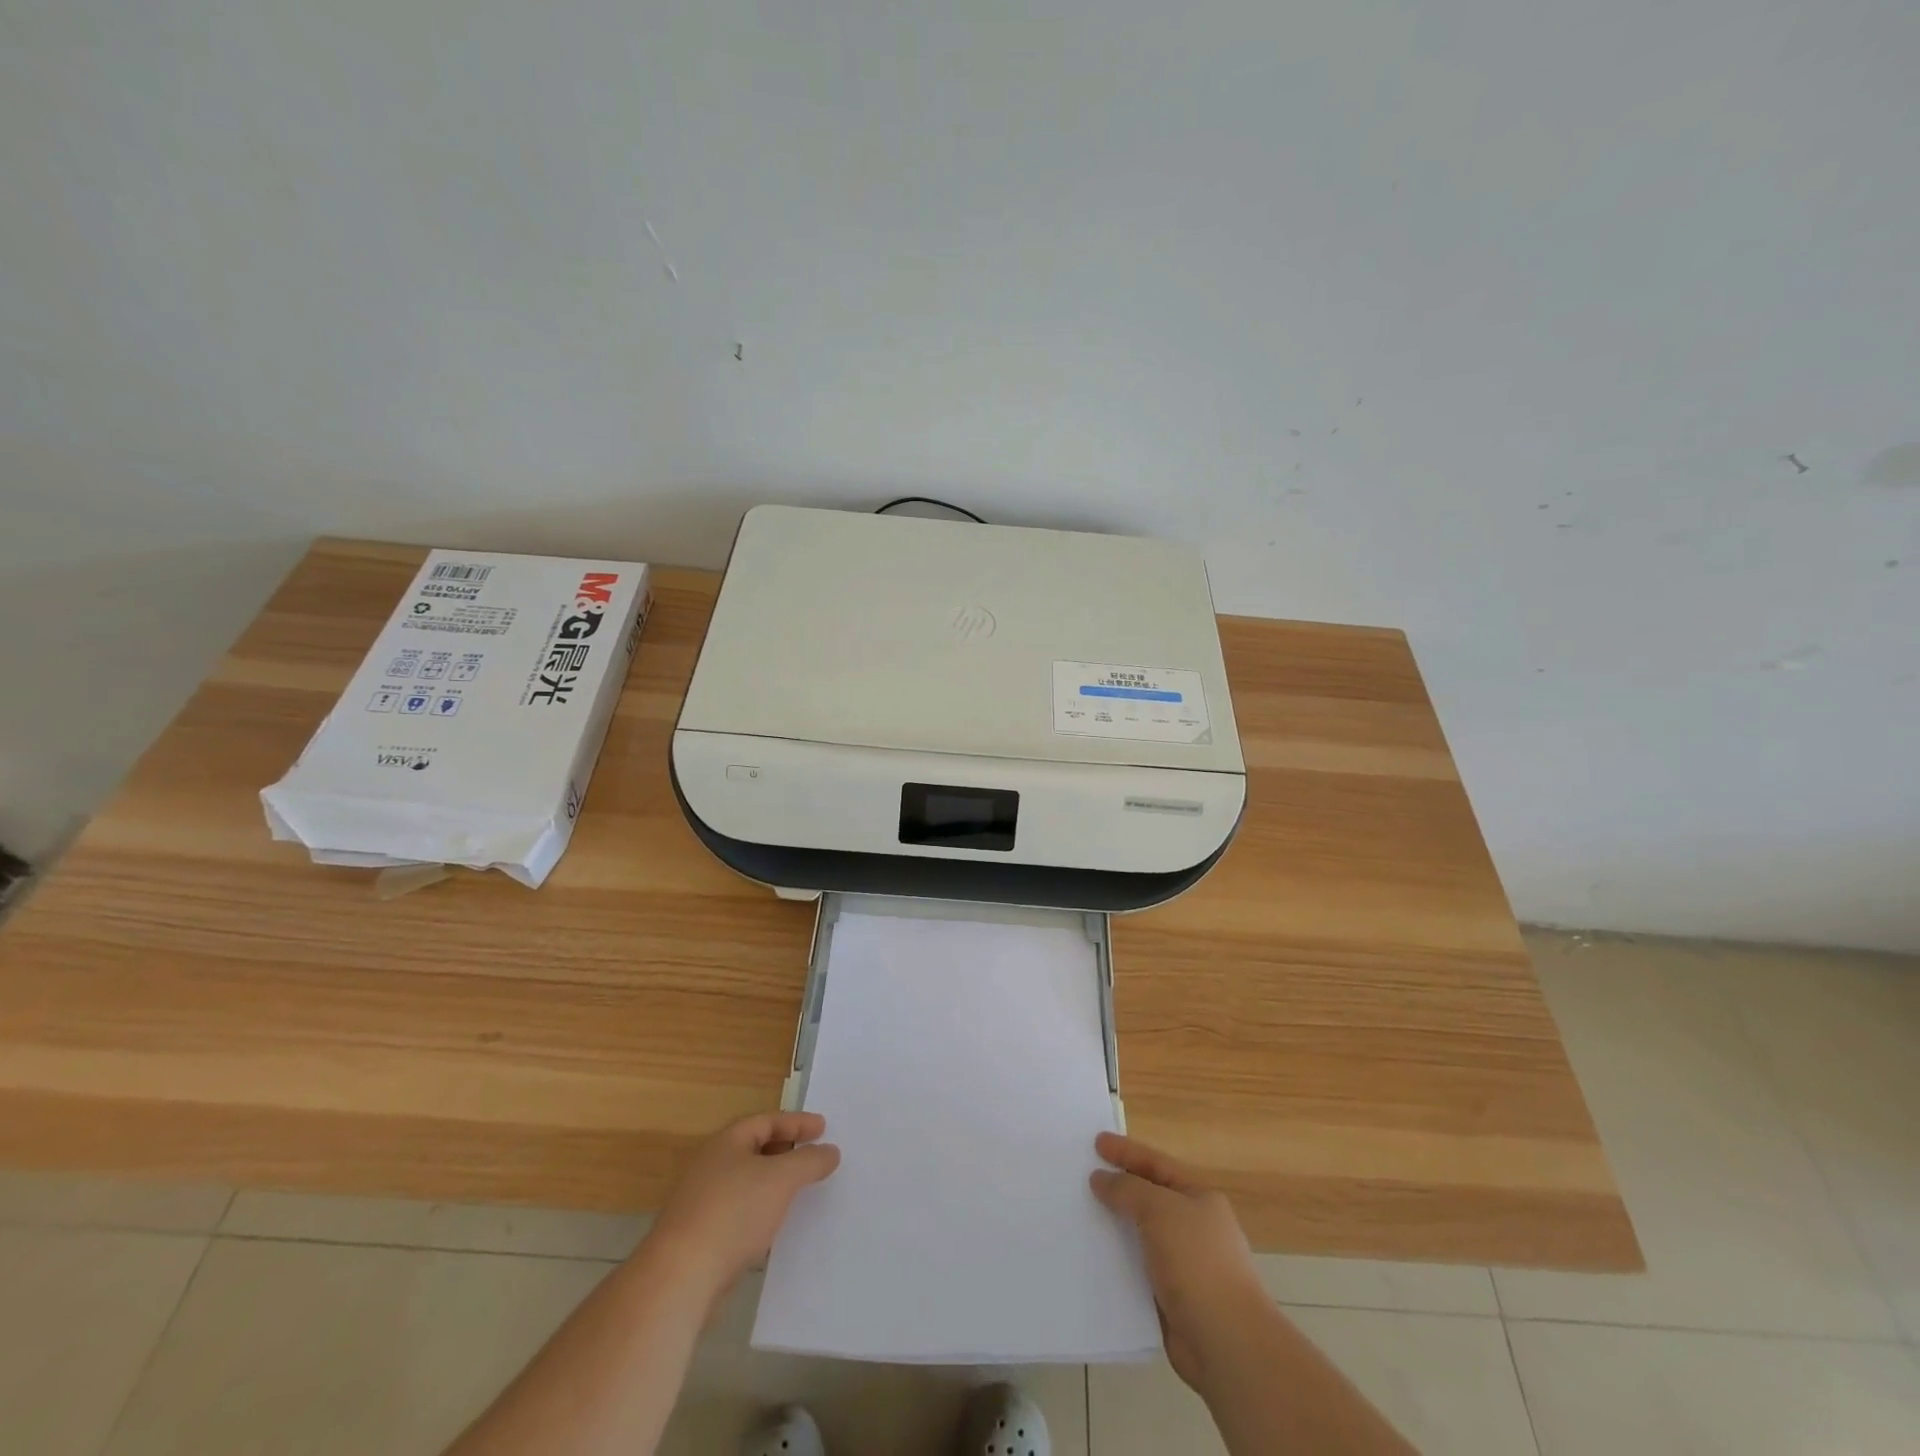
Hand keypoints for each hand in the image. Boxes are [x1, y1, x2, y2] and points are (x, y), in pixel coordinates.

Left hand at [644, 1112, 840, 1300]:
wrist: (679, 1278)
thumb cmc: (733, 1213)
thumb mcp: (781, 1179)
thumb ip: (809, 1161)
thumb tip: (830, 1151)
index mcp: (727, 1143)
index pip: (767, 1121)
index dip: (797, 1123)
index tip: (824, 1128)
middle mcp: (711, 1166)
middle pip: (755, 1149)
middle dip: (786, 1151)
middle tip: (813, 1156)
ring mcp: (702, 1202)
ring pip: (747, 1183)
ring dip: (773, 1184)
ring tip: (800, 1192)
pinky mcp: (700, 1237)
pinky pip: (739, 1213)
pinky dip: (761, 1212)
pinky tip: (774, 1229)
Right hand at [1091, 1132, 1267, 1391]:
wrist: (1227, 1343)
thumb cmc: (1198, 1263)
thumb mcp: (1160, 1210)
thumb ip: (1128, 1189)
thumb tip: (1101, 1179)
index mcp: (1199, 1199)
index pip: (1157, 1164)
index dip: (1127, 1151)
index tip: (1096, 1142)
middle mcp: (1193, 1228)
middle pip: (1148, 1198)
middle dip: (1118, 1188)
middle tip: (1082, 1177)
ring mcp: (1183, 1265)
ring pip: (1140, 1236)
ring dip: (1113, 1227)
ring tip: (1079, 1216)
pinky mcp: (1171, 1299)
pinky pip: (1136, 1270)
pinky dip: (1116, 1263)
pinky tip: (1091, 1260)